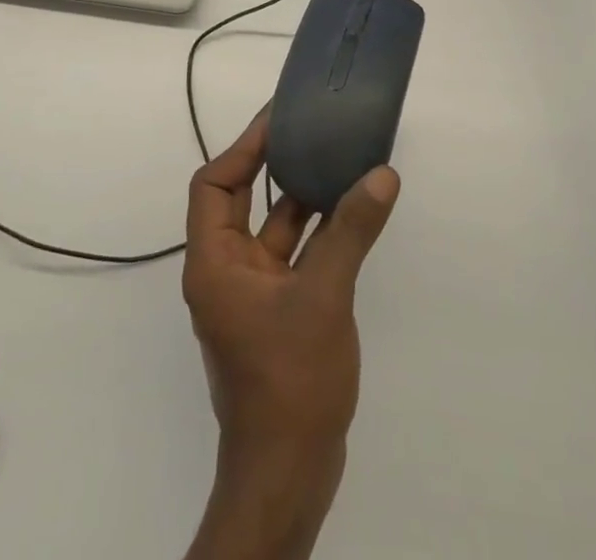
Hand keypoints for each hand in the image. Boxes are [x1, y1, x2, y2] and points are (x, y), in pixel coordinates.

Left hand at [181, 111, 400, 559]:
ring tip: (337, 161)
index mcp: (214, 262)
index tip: (277, 119)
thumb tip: (381, 174)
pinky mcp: (278, 315)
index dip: (243, 148)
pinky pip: (294, 258)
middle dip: (272, 165)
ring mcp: (252, 296)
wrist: (289, 476)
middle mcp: (226, 272)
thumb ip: (350, 232)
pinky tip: (350, 215)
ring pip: (274, 230)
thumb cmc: (290, 380)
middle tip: (307, 130)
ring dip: (302, 200)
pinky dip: (317, 235)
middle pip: (241, 201)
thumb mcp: (323, 296)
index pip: (214, 185)